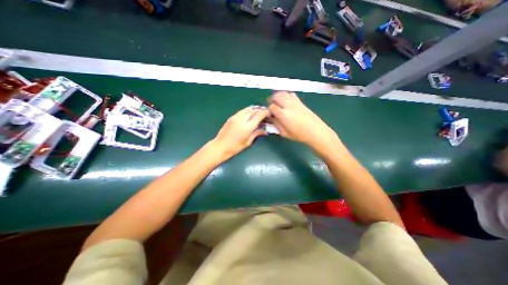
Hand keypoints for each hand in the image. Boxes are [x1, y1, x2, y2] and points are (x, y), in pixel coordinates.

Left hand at [210, 106, 268, 161]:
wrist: (220, 146)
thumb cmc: (235, 147)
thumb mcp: (248, 142)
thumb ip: (257, 134)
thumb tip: (265, 131)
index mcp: (247, 126)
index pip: (259, 115)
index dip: (265, 112)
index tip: (269, 113)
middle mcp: (242, 119)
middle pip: (254, 110)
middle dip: (261, 110)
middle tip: (265, 114)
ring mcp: (236, 117)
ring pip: (248, 109)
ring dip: (254, 109)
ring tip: (258, 113)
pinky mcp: (232, 117)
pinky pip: (242, 111)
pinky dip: (248, 111)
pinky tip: (249, 115)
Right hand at [267, 92, 337, 149]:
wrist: (315, 131)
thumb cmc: (299, 135)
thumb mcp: (284, 133)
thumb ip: (276, 124)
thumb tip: (272, 118)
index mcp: (283, 114)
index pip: (271, 107)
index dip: (269, 109)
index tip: (270, 114)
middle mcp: (288, 105)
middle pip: (276, 96)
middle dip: (271, 100)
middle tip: (271, 105)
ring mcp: (295, 102)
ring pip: (283, 93)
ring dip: (278, 96)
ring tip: (277, 101)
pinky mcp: (300, 101)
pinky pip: (291, 94)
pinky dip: (286, 94)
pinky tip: (286, 100)